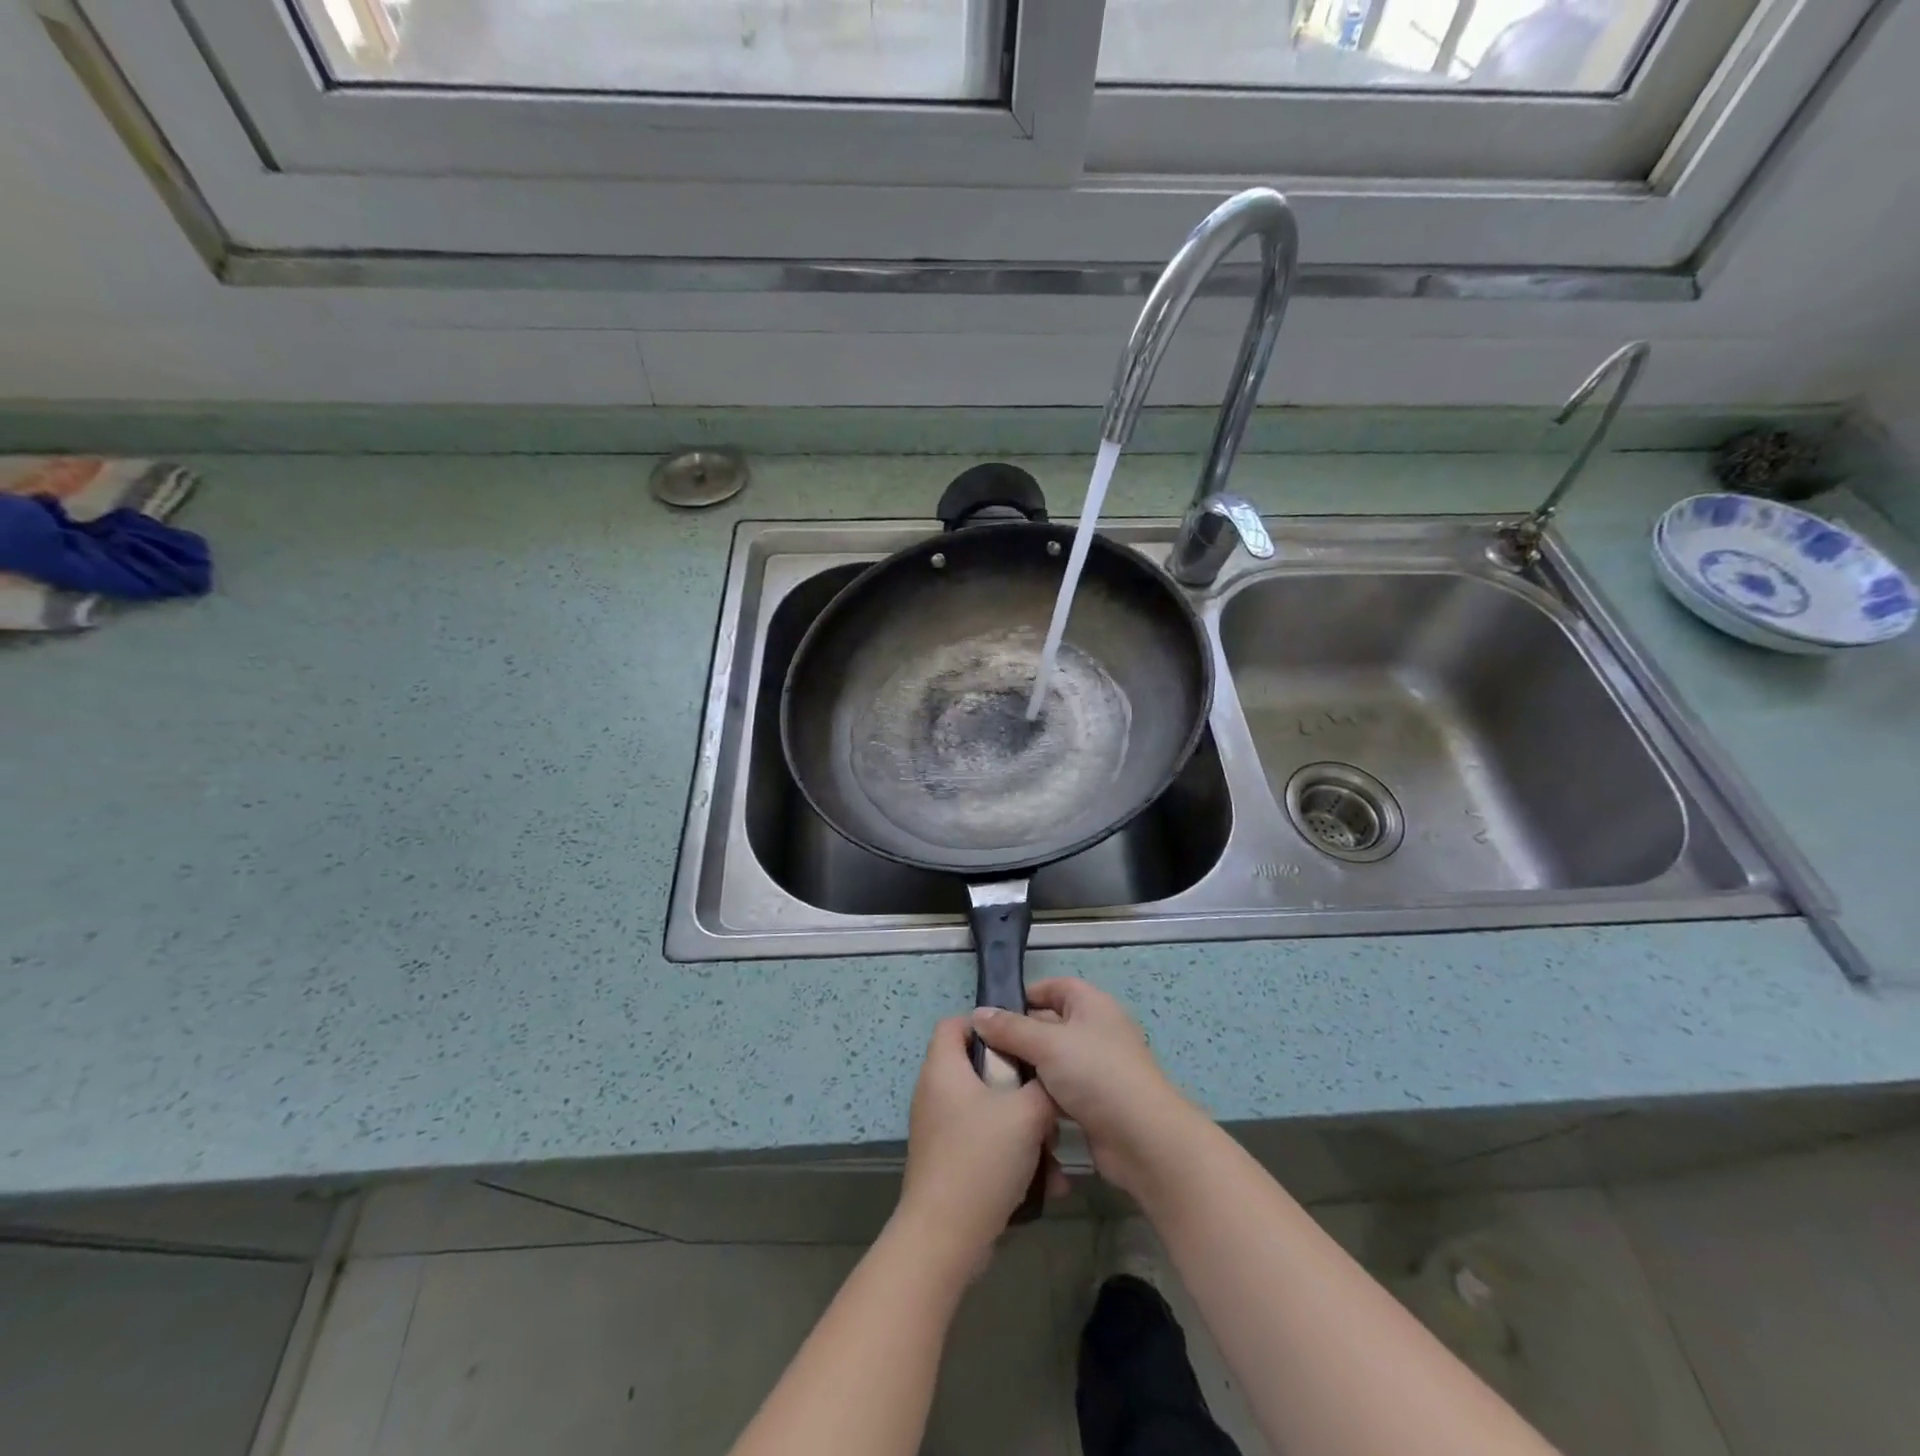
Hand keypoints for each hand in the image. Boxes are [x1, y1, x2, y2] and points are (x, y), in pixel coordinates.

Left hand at [893, 1017, 1065, 1278]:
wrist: (945, 1238)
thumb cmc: (981, 1159)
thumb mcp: (1026, 1114)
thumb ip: (1043, 1087)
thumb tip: (1050, 1081)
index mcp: (944, 1069)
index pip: (956, 1023)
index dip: (987, 1023)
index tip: (1023, 1039)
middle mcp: (936, 1093)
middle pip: (980, 1069)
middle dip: (1019, 1084)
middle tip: (1046, 1098)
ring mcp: (940, 1131)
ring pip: (989, 1111)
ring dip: (1024, 1128)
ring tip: (1054, 1151)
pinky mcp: (949, 1163)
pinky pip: (986, 1144)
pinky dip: (1013, 1156)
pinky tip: (1047, 1184)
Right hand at [971, 978, 1197, 1201]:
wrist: (1142, 1139)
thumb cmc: (1095, 1075)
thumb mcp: (1046, 1044)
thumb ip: (1010, 1028)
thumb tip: (978, 1014)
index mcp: (1092, 1005)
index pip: (1055, 987)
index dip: (1026, 995)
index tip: (993, 1013)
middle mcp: (1096, 1030)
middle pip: (1051, 1023)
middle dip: (1020, 1035)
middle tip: (984, 1051)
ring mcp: (1098, 1068)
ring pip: (1053, 1060)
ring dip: (1029, 1069)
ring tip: (993, 1079)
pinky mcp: (1096, 1102)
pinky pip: (1061, 1090)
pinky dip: (1042, 1095)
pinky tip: (1017, 1105)